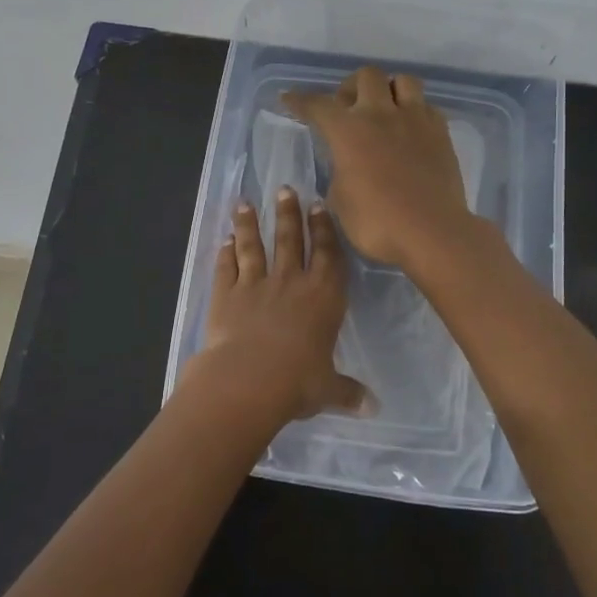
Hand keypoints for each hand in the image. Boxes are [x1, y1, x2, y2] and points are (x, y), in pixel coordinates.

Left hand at [194, 187, 372, 422]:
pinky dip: (224, 253)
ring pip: (253, 246)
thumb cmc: (297, 382)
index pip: (327, 254)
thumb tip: (372, 408)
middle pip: (290, 240)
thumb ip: (348, 392)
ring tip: (245, 204)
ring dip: (249, 224)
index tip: (318, 206)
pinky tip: (224, 241)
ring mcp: (255, 284)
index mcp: (323, 297)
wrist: (247, 380)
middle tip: (284, 189)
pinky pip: (226, 267)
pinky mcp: (225, 294)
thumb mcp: (328, 390)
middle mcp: (290, 282)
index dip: (323, 229)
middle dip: (288, 213)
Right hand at [280, 66, 473, 268]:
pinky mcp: (441, 132)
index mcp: (348, 130)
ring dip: (388, 89)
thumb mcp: (340, 200)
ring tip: (384, 111)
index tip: (289, 98)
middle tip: (347, 109)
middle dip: (351, 87)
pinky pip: (426, 106)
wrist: (432, 232)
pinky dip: (414, 111)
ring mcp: (415, 119)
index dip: (300, 100)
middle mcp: (381, 114)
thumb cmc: (377, 222)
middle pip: (365, 76)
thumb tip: (347, 162)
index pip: (318, 105)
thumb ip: (340, 171)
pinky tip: (409, 130)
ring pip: (402, 80)